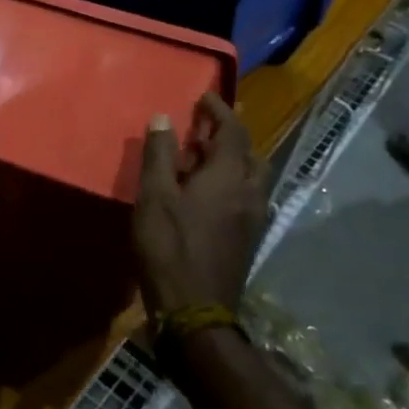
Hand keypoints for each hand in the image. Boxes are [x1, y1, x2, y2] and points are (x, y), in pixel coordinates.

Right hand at [133, 93, 267, 314]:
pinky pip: (248, 196)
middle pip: (250, 153)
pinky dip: (233, 181)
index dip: (220, 110)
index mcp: (228, 177)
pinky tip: (209, 193)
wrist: (196, 311)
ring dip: (234, 159)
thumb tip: (163, 117)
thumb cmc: (169, 247)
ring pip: (253, 176)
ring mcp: (254, 219)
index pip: (233, 131)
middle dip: (231, 134)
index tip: (204, 96)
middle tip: (204, 127)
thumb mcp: (154, 196)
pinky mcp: (249, 239)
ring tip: (204, 157)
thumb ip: (159, 154)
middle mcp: (250, 193)